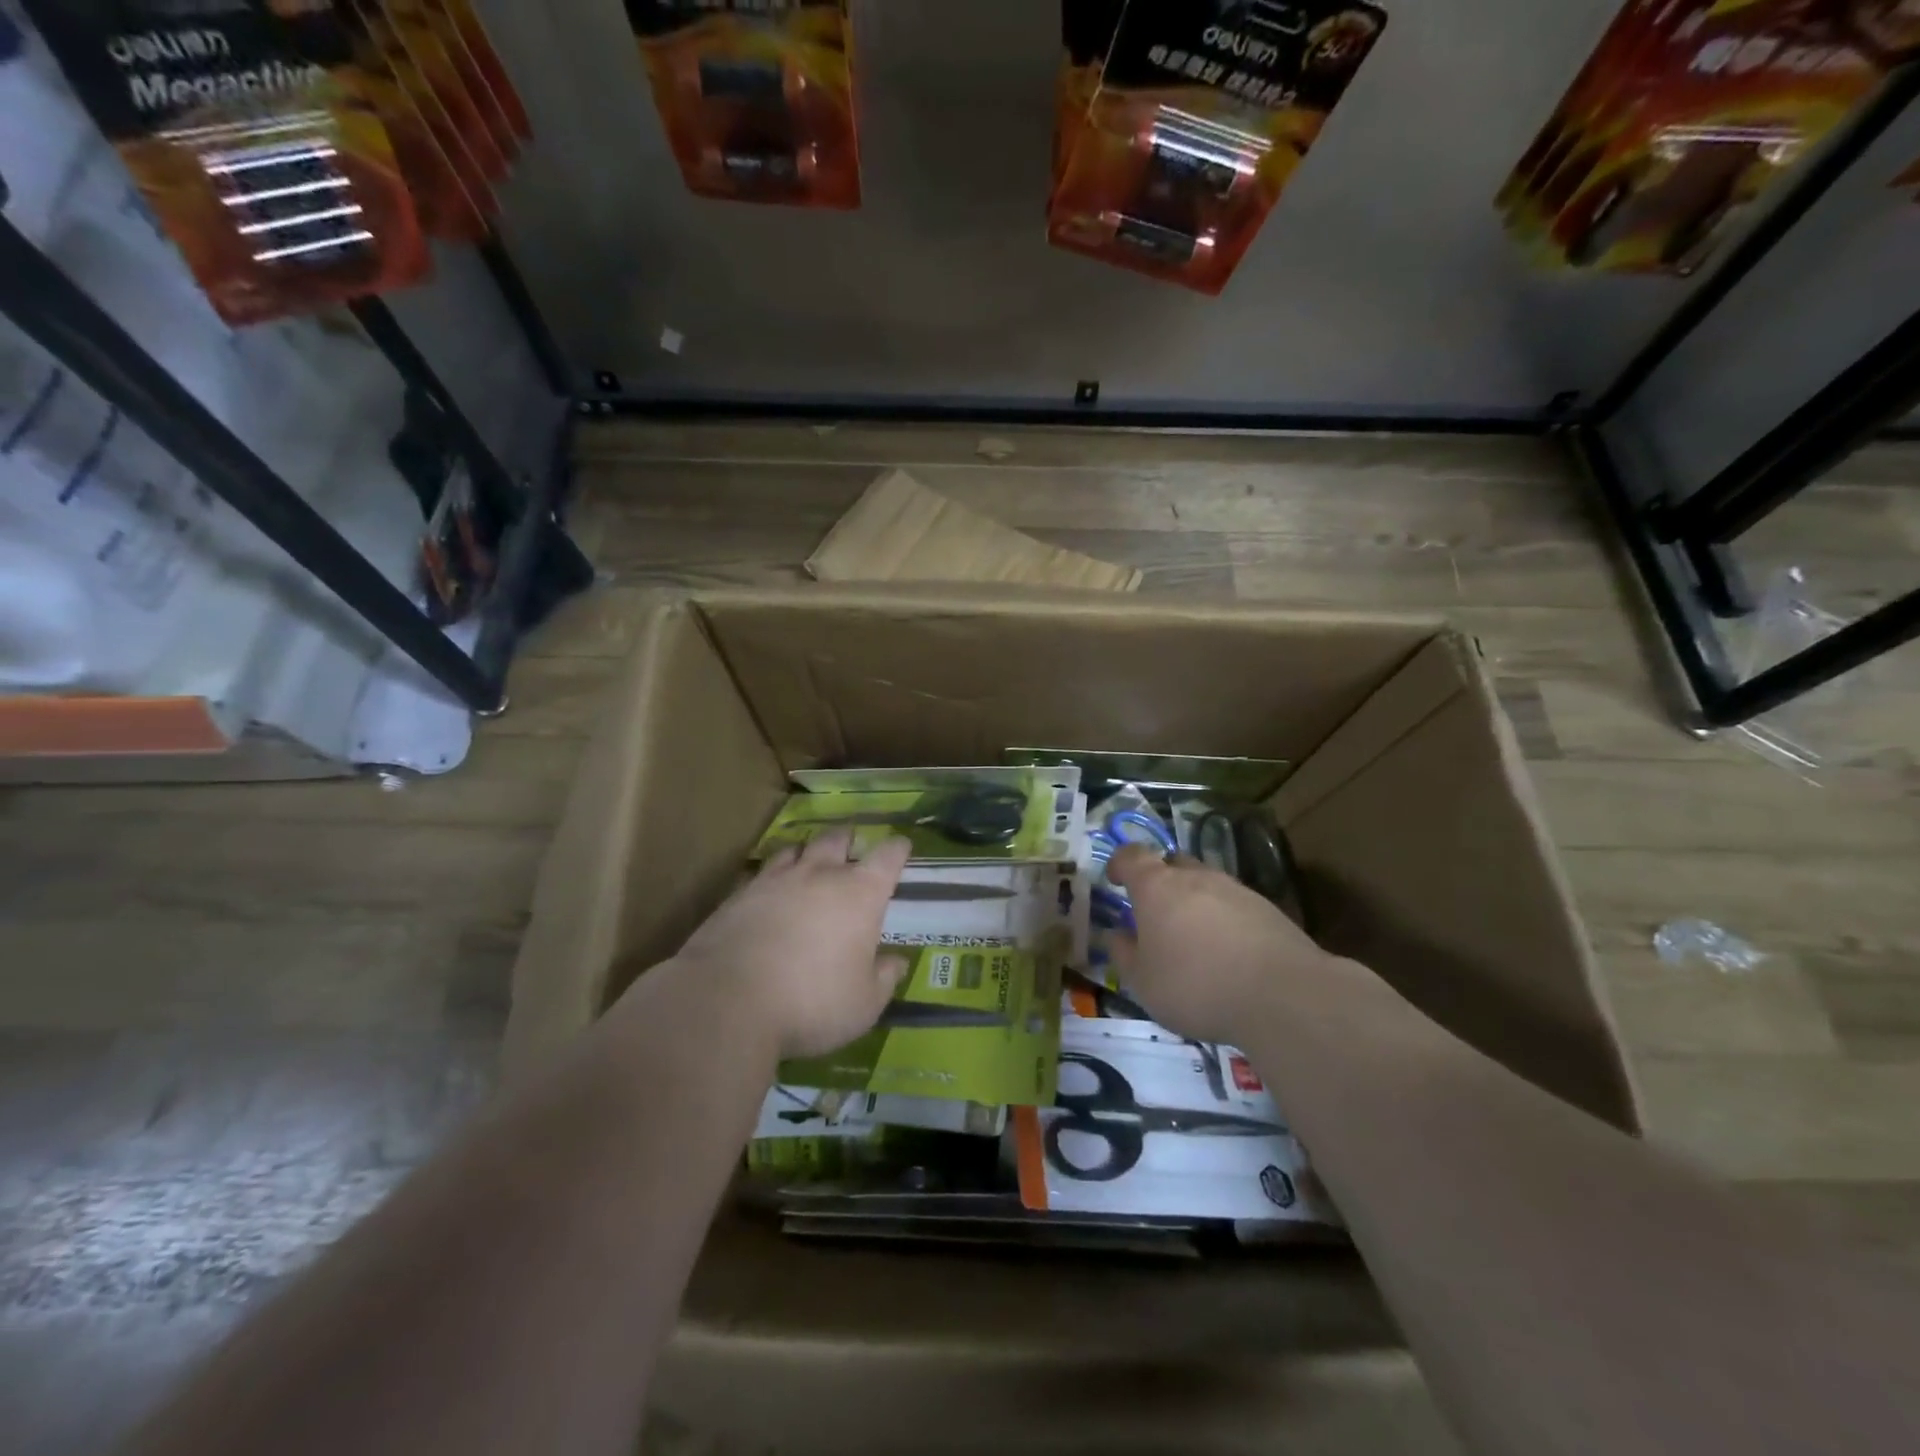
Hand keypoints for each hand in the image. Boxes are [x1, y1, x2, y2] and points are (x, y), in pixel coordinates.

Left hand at [671, 828, 912, 1060]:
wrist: (726, 1001)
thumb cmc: (811, 1003)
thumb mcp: (863, 1004)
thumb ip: (884, 979)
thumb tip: (897, 962)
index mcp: (860, 894)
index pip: (888, 857)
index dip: (898, 850)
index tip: (902, 847)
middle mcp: (819, 875)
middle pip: (838, 839)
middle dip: (848, 840)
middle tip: (852, 848)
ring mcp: (775, 880)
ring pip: (796, 849)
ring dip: (807, 853)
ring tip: (809, 863)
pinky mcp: (738, 895)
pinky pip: (762, 873)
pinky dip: (772, 877)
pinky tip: (769, 893)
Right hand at [1107, 843, 1343, 1044]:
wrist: (1283, 996)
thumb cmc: (1196, 986)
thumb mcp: (1143, 982)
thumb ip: (1124, 954)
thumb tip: (1116, 935)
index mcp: (1156, 887)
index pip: (1131, 856)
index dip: (1119, 864)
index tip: (1115, 881)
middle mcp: (1195, 876)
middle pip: (1171, 864)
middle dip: (1159, 882)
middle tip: (1155, 914)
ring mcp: (1235, 889)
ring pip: (1205, 883)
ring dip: (1194, 902)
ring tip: (1194, 939)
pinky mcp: (1267, 908)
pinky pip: (1234, 905)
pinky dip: (1224, 920)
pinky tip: (1229, 953)